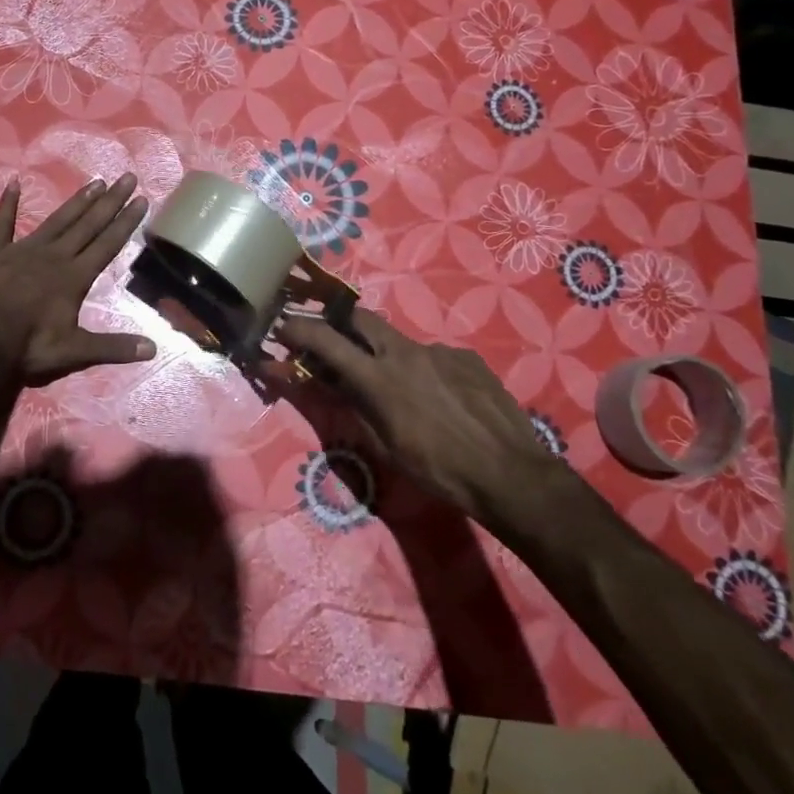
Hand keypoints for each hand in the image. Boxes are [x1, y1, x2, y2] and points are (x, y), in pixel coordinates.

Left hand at [0, 174, 155, 385]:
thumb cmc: (27, 345)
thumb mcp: (75, 351)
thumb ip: (114, 347)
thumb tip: (154, 349)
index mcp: (74, 277)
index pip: (107, 244)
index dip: (126, 222)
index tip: (141, 199)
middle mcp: (55, 256)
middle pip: (88, 225)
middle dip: (110, 202)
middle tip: (127, 177)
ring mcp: (23, 249)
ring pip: (57, 220)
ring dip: (77, 201)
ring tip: (96, 182)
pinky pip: (2, 223)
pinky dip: (8, 204)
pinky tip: (13, 183)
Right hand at [278, 309, 571, 530]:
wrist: (511, 475)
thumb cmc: (439, 470)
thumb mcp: (385, 447)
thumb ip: (354, 407)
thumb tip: (329, 385)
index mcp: (379, 378)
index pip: (327, 340)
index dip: (298, 329)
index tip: (282, 327)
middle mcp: (405, 353)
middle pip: (361, 318)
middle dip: (340, 323)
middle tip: (334, 341)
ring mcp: (440, 351)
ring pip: (400, 342)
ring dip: (388, 357)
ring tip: (405, 393)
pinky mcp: (467, 358)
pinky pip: (435, 357)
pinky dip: (425, 371)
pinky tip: (442, 400)